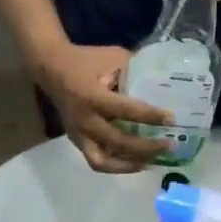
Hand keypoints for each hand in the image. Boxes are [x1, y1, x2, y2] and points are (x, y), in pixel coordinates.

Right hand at [34, 42, 170, 173]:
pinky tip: (135, 162)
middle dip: (145, 147)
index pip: (126, 110)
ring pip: (103, 162)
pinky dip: (116, 165)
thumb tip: (161, 77)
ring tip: (151, 162)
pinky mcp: (76, 141)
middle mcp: (84, 120)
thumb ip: (134, 68)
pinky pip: (96, 161)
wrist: (50, 67)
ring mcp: (78, 134)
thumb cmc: (84, 60)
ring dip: (129, 165)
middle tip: (168, 145)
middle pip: (118, 142)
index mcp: (92, 97)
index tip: (170, 119)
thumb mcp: (111, 56)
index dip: (150, 116)